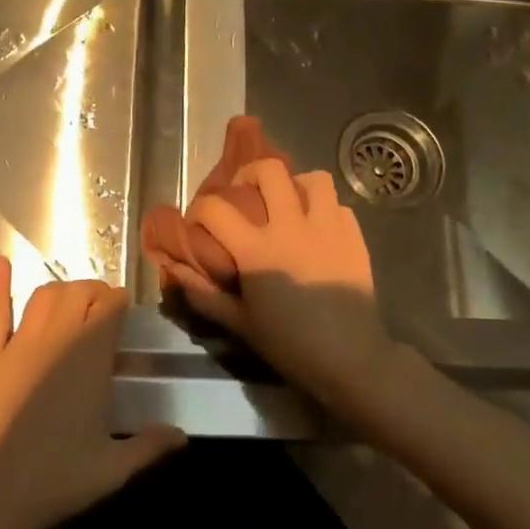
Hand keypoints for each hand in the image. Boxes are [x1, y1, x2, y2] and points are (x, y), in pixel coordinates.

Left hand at [0, 257, 185, 528]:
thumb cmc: (54, 480)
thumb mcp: (112, 469)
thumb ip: (150, 447)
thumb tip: (182, 436)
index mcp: (90, 357)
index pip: (111, 306)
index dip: (120, 303)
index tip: (125, 314)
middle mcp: (56, 338)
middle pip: (78, 292)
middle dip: (94, 293)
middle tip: (102, 311)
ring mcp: (17, 345)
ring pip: (43, 296)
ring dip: (61, 291)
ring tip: (71, 303)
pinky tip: (1, 263)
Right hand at [163, 160, 408, 420]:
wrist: (350, 358)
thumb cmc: (289, 344)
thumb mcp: (240, 324)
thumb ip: (204, 295)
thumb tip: (175, 271)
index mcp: (256, 249)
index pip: (215, 209)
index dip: (199, 209)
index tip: (198, 222)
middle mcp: (291, 227)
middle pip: (269, 170)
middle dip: (250, 174)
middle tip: (245, 194)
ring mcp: (327, 227)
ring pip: (314, 178)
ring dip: (296, 185)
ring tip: (288, 204)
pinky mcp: (354, 236)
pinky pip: (338, 205)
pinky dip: (325, 210)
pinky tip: (318, 229)